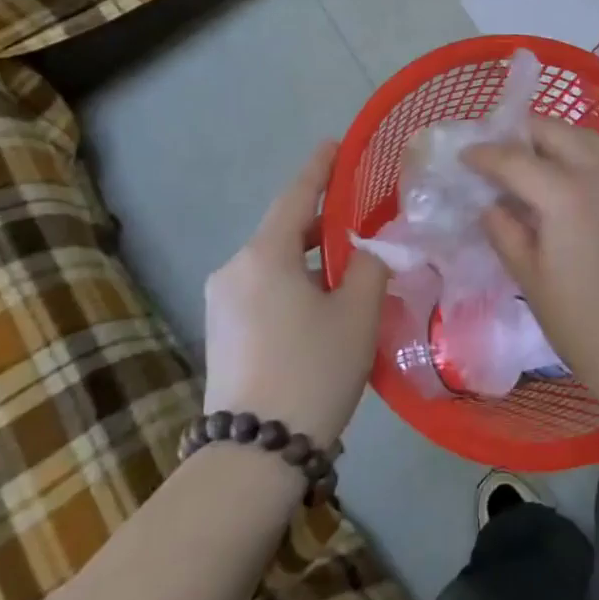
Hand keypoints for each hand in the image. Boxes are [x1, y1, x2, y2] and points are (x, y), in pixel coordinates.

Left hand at [202, 141, 388, 444]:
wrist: (254, 456)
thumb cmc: (313, 370)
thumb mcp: (358, 313)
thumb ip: (372, 264)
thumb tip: (376, 242)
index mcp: (264, 255)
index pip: (297, 195)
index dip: (320, 167)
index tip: (336, 143)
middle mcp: (235, 268)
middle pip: (285, 229)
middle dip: (323, 219)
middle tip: (363, 214)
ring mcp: (222, 301)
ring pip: (275, 261)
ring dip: (311, 255)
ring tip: (352, 263)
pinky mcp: (222, 330)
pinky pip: (264, 286)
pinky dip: (295, 280)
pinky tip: (323, 299)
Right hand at [464, 119, 598, 392]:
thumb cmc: (579, 321)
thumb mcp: (529, 277)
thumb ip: (505, 231)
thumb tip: (491, 205)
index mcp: (565, 194)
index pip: (515, 159)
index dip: (485, 154)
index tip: (465, 155)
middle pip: (556, 132)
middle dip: (523, 135)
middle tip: (501, 154)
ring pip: (587, 139)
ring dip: (556, 141)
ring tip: (534, 163)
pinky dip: (583, 159)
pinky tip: (571, 186)